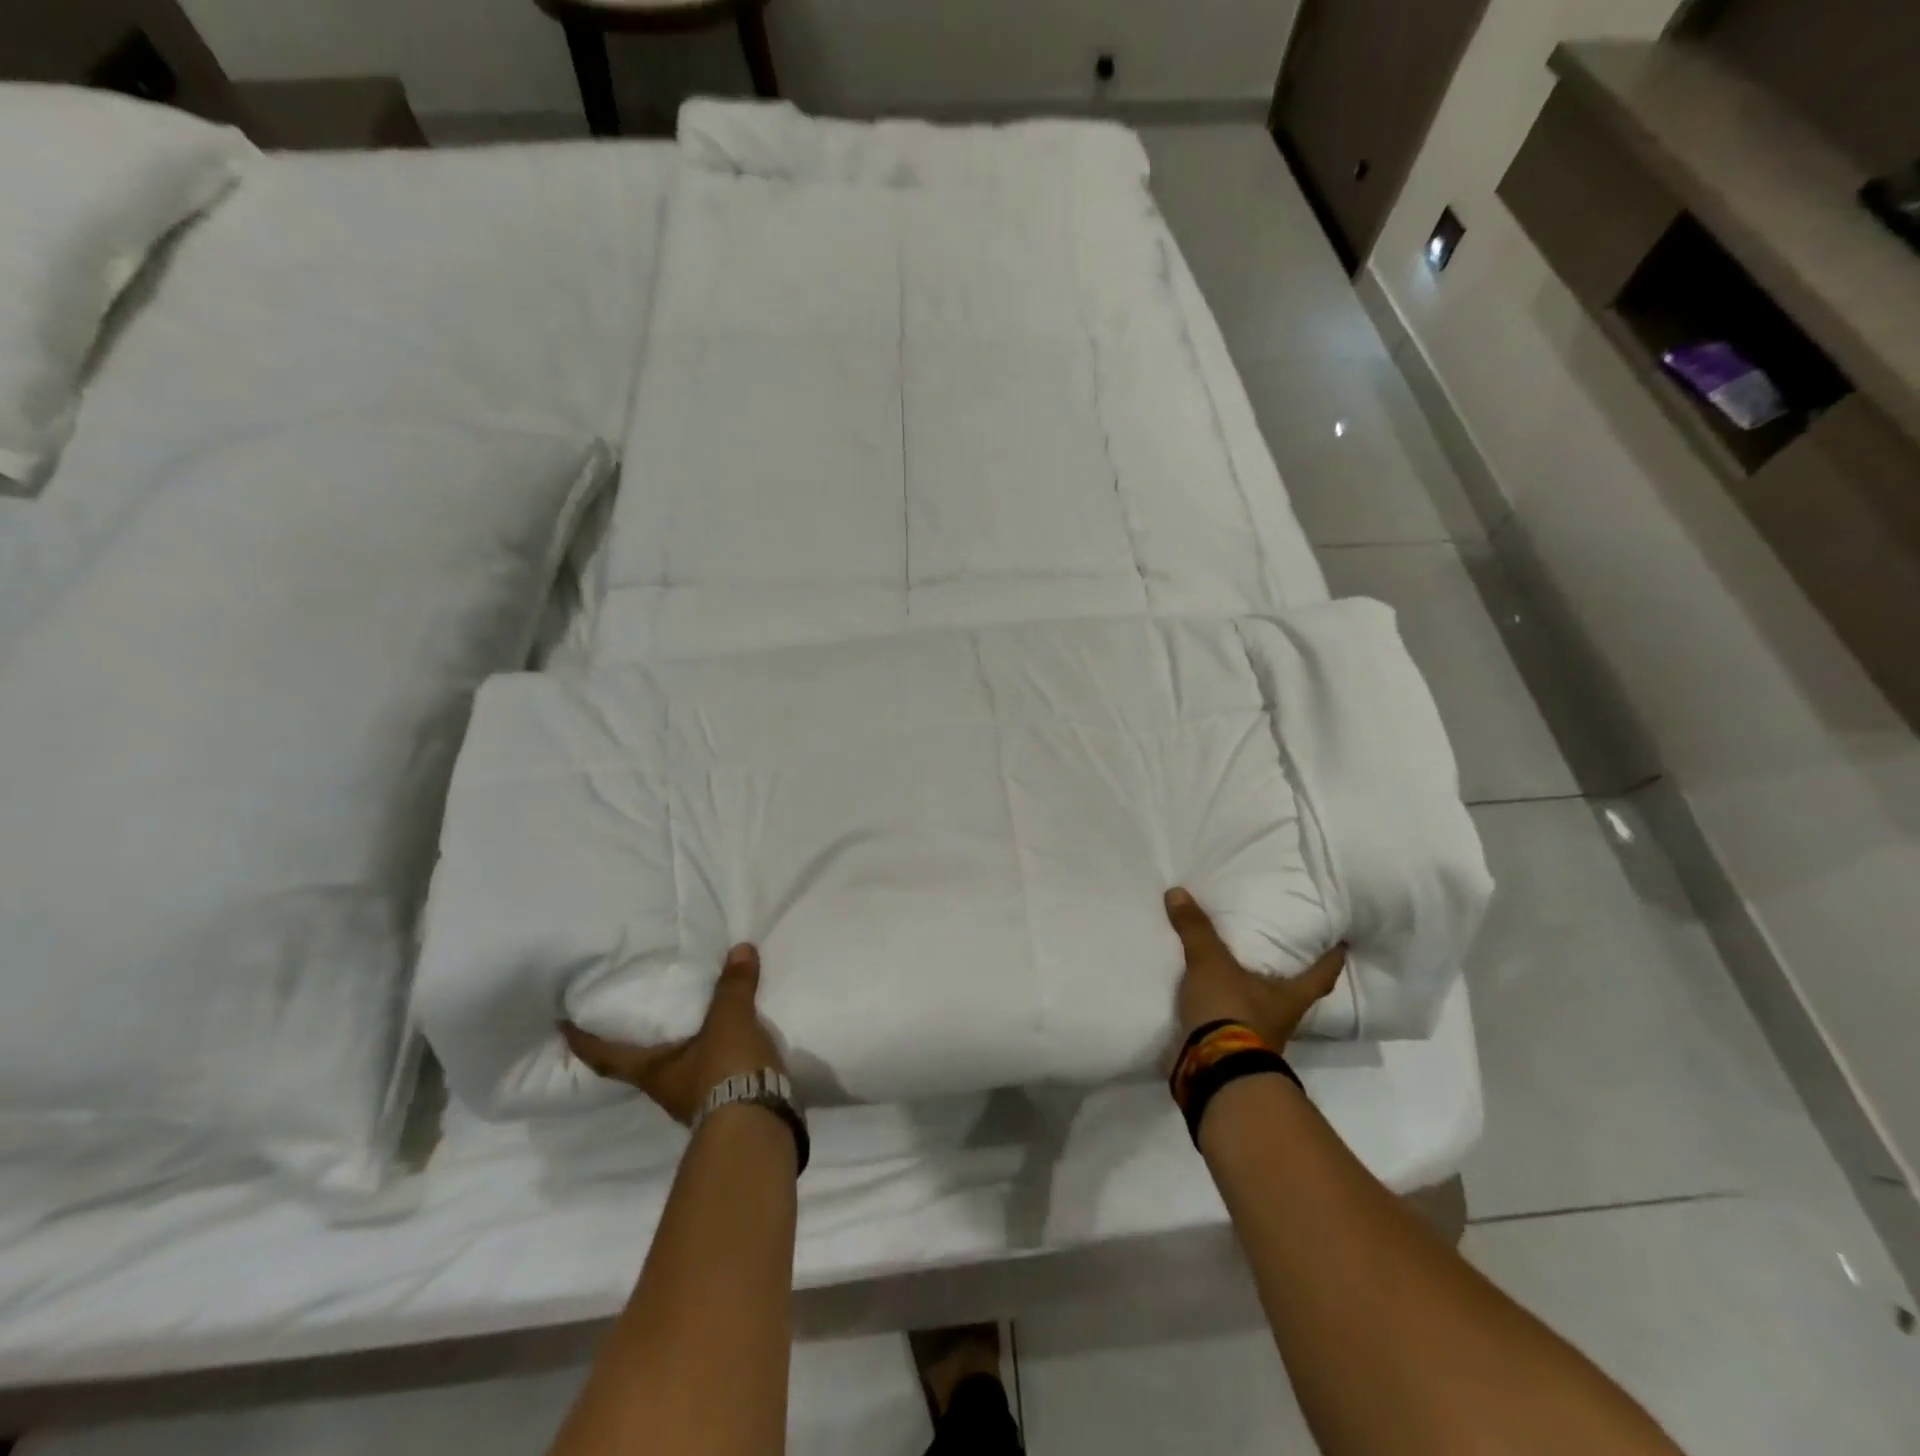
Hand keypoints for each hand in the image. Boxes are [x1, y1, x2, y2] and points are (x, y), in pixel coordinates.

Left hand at [560, 943, 785, 1125]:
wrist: (758, 1125)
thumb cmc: (725, 1071)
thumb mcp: (729, 1021)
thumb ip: (733, 987)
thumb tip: (740, 948)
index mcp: (652, 1071)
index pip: (606, 1056)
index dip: (583, 1042)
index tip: (562, 1026)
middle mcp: (665, 1088)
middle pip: (639, 1064)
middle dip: (633, 1043)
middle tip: (632, 1012)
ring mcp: (694, 1101)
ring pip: (676, 1068)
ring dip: (677, 1048)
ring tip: (685, 1020)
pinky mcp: (724, 1104)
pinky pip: (709, 1072)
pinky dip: (710, 1054)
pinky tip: (723, 1040)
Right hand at [1166, 887, 1344, 1055]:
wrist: (1212, 1068)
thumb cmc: (1230, 1011)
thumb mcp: (1210, 963)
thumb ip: (1196, 929)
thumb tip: (1178, 891)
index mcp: (1290, 997)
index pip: (1321, 975)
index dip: (1332, 959)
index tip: (1343, 944)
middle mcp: (1282, 1020)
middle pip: (1294, 995)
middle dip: (1289, 977)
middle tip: (1283, 951)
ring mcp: (1257, 1040)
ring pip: (1263, 1011)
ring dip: (1253, 995)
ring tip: (1239, 971)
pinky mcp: (1231, 1051)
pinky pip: (1232, 1024)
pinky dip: (1225, 1011)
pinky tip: (1211, 999)